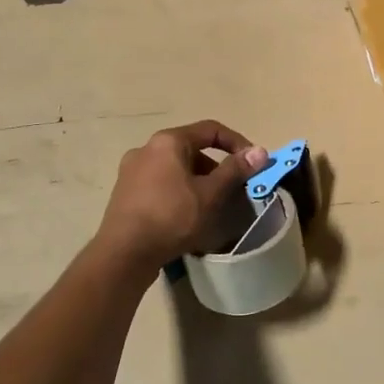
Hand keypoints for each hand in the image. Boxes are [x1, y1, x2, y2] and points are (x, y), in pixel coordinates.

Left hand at [97, 121, 268, 266]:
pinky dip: (178, 192)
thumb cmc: (171, 217)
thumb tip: (260, 151)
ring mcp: (131, 171)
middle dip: (216, 168)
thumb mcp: (210, 194)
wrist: (124, 253)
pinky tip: (186, 217)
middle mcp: (146, 149)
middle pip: (191, 149)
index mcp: (168, 141)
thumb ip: (235, 170)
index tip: (253, 163)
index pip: (210, 130)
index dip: (236, 143)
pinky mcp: (125, 193)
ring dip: (197, 182)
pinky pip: (160, 184)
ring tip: (211, 207)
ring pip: (175, 169)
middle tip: (232, 190)